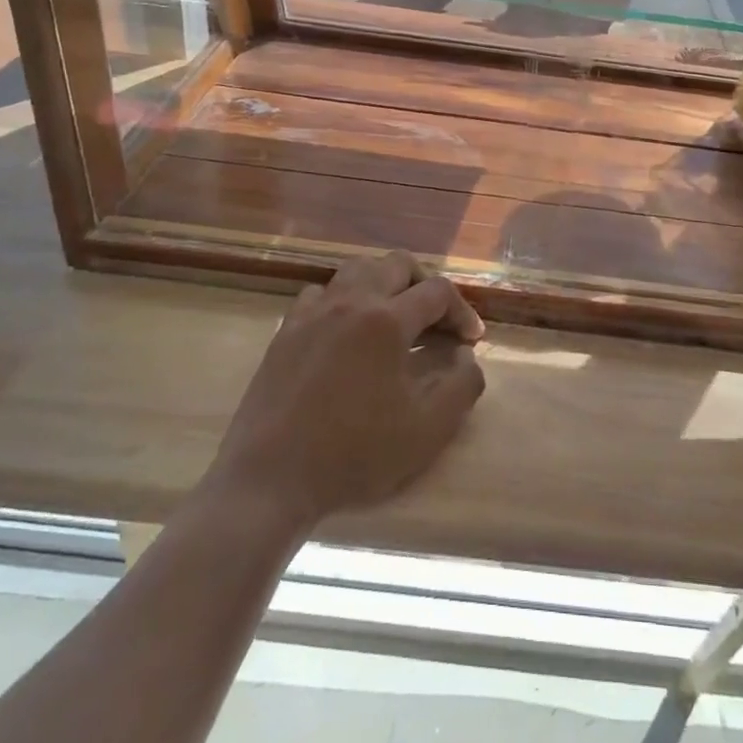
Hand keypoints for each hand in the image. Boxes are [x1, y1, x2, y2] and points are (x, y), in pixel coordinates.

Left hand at [204, 252, 485, 532]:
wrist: (271, 478)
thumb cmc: (354, 453)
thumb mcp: (428, 430)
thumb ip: (463, 384)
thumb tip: (465, 354)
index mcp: (386, 320)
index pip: (437, 292)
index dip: (462, 311)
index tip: (471, 340)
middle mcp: (350, 301)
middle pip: (397, 264)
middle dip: (426, 284)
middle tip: (437, 320)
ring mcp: (313, 312)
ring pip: (356, 269)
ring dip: (384, 283)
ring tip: (395, 316)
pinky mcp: (286, 330)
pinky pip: (321, 294)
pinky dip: (344, 300)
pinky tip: (347, 331)